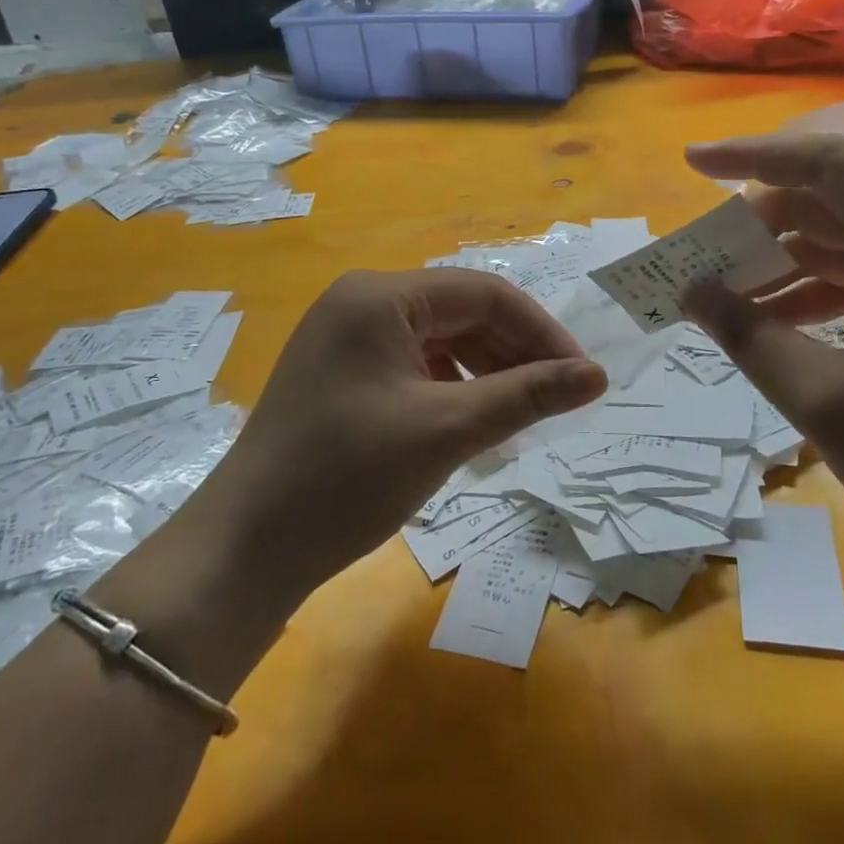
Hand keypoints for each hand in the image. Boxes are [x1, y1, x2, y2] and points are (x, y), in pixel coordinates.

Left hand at [182, 269, 606, 606]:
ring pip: (439, 339)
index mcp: (381, 296)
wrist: (245, 550)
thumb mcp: (447, 430)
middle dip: (513, 352)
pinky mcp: (341, 371)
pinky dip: (450, 387)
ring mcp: (346, 336)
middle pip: (460, 312)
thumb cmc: (348, 477)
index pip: (483, 293)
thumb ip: (526, 395)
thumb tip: (598, 375)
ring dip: (485, 371)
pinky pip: (412, 363)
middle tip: (557, 400)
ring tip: (520, 415)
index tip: (581, 376)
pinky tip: (472, 422)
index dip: (540, 330)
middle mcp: (361, 301)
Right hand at [683, 134, 843, 603]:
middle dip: (758, 222)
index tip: (692, 161)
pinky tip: (757, 318)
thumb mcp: (827, 402)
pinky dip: (803, 292)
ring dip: (775, 260)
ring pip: (837, 241)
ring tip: (714, 287)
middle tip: (696, 249)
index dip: (755, 156)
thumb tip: (689, 290)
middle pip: (832, 202)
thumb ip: (749, 336)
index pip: (833, 169)